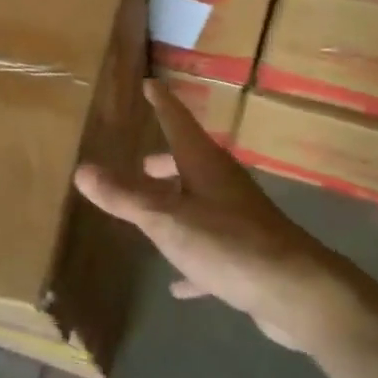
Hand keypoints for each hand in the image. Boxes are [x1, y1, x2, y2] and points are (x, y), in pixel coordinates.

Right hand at [76, 80, 348, 352]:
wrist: (296, 293)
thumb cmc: (227, 244)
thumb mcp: (166, 220)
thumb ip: (124, 197)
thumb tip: (82, 169)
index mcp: (203, 163)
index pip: (177, 120)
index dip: (161, 102)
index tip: (150, 84)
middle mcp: (223, 183)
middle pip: (190, 161)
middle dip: (165, 160)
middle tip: (142, 163)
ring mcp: (239, 218)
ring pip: (201, 202)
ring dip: (177, 203)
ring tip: (152, 213)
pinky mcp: (248, 254)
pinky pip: (212, 248)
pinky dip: (192, 257)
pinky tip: (178, 283)